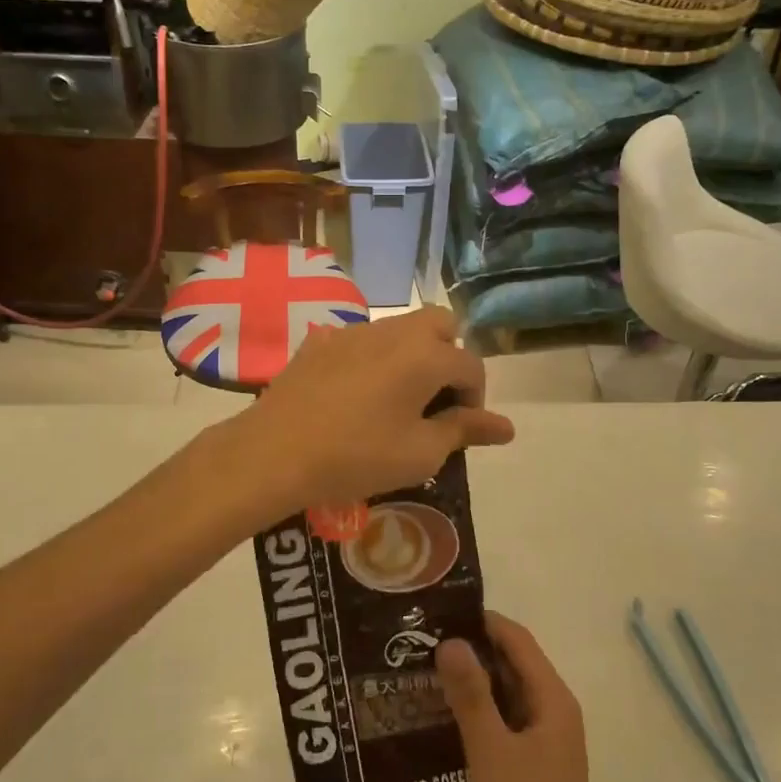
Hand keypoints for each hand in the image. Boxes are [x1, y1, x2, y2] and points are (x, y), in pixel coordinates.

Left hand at [232, 307, 514, 510]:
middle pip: (439, 324)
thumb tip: (506, 426)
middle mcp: (392, 331)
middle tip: (435, 400)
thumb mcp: (420, 453)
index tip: (460, 429)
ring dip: (412, 355)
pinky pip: (361, 340)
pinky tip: (355, 395)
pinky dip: (373, 359)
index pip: (471, 365)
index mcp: (425, 355)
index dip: (475, 398)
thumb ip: (464, 431)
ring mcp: (352, 332)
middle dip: (449, 356)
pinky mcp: (319, 343)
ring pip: (399, 328)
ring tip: (397, 400)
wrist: (274, 453)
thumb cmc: (357, 457)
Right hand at [437, 612, 601, 781]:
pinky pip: (506, 724)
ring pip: (508, 696)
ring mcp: (547, 742)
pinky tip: (444, 721)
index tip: (439, 612)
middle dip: (471, 651)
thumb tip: (451, 640)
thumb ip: (471, 694)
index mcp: (553, 700)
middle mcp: (554, 712)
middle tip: (421, 643)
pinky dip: (479, 714)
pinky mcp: (536, 767)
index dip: (481, 621)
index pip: (517, 640)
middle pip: (513, 665)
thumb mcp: (490, 751)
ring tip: (424, 675)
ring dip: (472, 684)